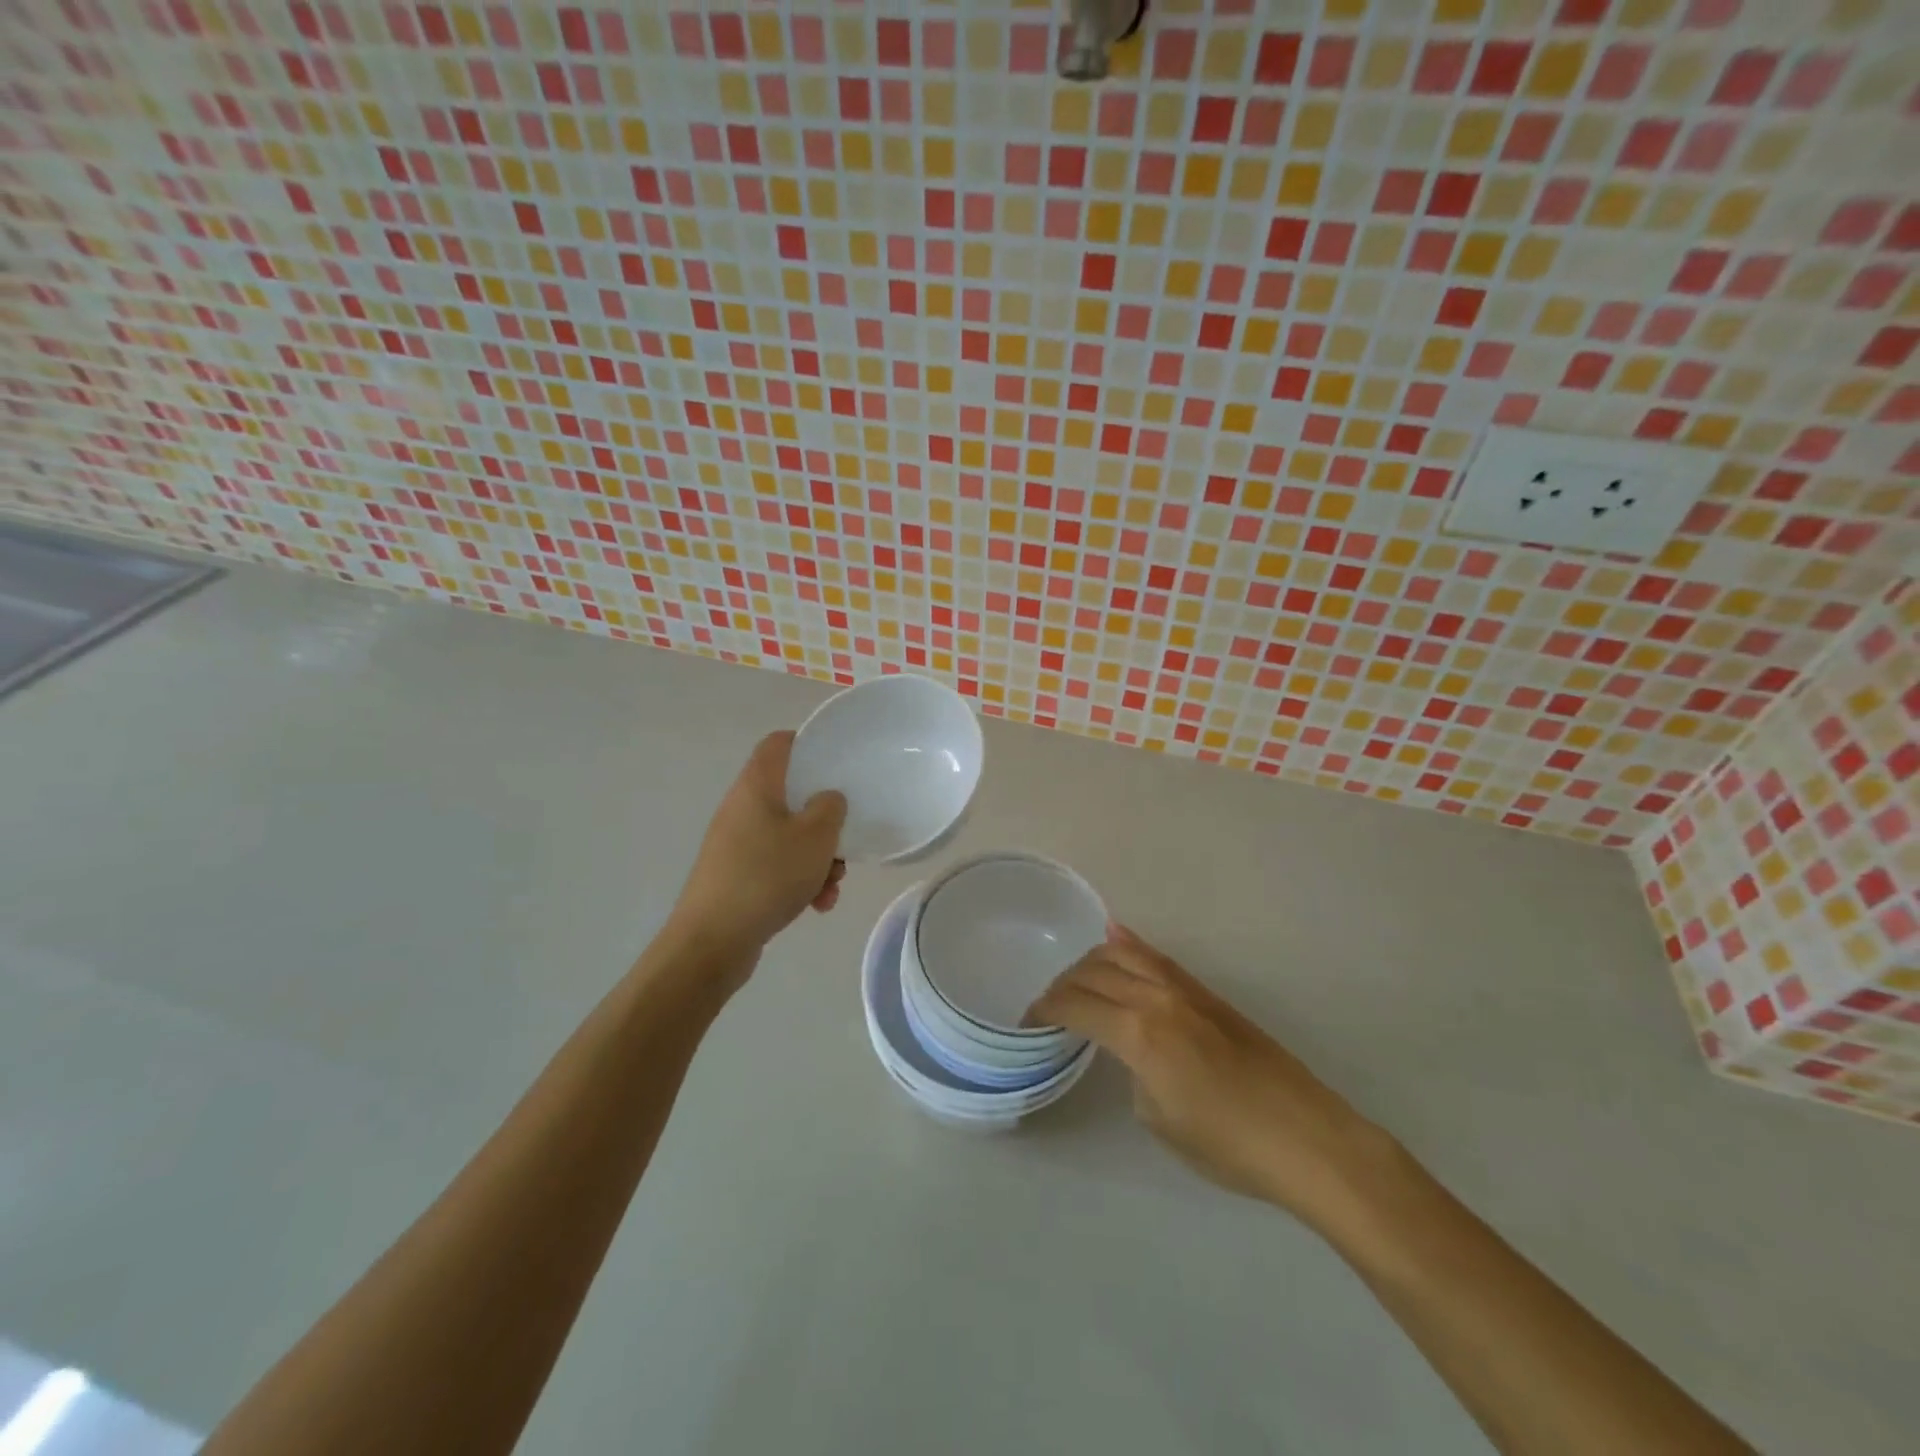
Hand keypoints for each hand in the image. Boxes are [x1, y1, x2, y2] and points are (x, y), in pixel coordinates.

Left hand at [667, 732, 846, 977]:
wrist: (713, 941)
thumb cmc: (767, 875)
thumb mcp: (816, 836)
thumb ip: (831, 807)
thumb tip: (827, 799)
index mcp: (756, 786)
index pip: (779, 744)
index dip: (807, 745)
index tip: (836, 763)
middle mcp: (741, 808)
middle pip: (790, 797)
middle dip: (823, 822)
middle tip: (842, 844)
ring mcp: (735, 844)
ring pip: (788, 837)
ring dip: (816, 858)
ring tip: (831, 888)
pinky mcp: (735, 876)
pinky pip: (775, 866)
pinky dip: (798, 880)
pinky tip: (815, 906)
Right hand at [1029, 926, 1394, 1229]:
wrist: (1305, 1138)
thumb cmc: (1228, 1145)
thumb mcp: (1158, 1120)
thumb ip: (1132, 1071)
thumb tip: (1131, 1051)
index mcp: (1138, 1033)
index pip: (1074, 1005)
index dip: (1044, 1010)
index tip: (1029, 1023)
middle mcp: (1156, 998)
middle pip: (1092, 973)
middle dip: (1062, 986)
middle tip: (1049, 1008)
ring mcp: (1184, 990)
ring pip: (1123, 954)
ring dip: (1091, 962)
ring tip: (1077, 981)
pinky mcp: (1207, 993)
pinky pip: (1158, 958)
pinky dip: (1129, 946)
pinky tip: (1114, 936)